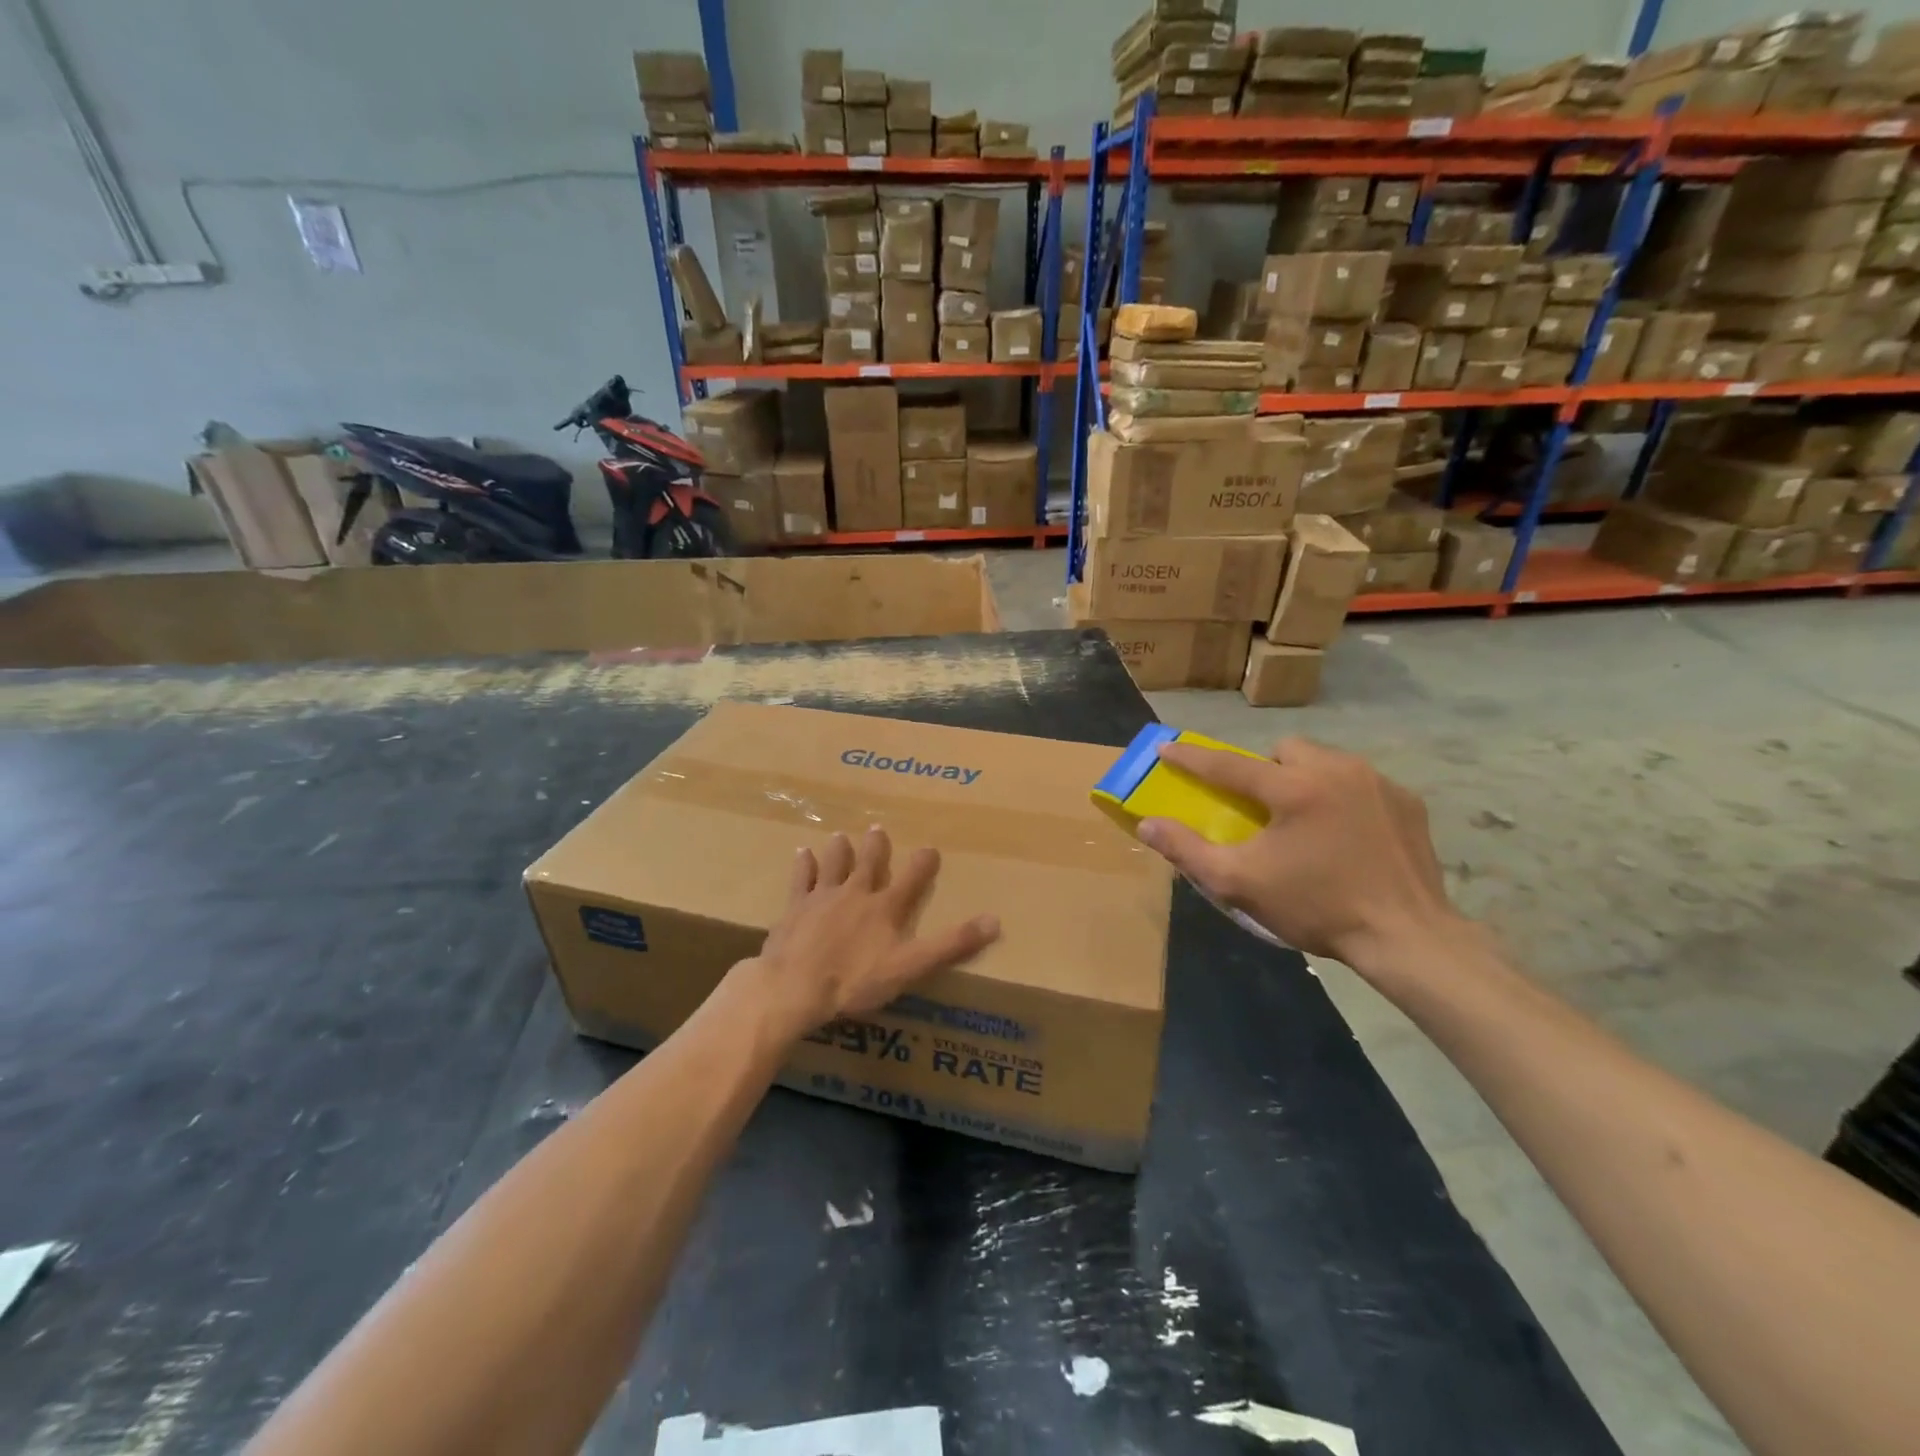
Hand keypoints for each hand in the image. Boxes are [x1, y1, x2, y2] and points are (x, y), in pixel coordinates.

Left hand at [729, 827, 1000, 1044]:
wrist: (795, 986)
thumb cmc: (855, 980)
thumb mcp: (911, 966)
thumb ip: (952, 944)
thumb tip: (995, 920)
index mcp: (885, 908)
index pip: (912, 879)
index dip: (923, 863)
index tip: (931, 847)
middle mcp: (856, 894)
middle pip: (868, 864)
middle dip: (876, 847)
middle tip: (877, 828)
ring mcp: (822, 898)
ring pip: (834, 866)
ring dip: (839, 851)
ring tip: (841, 835)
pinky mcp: (795, 909)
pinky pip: (801, 880)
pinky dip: (803, 866)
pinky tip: (801, 853)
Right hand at [1138, 738, 1459, 971]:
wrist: (1407, 938)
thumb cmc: (1316, 907)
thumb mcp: (1240, 884)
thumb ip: (1188, 851)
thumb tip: (1148, 825)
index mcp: (1293, 788)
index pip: (1228, 764)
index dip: (1191, 757)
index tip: (1166, 749)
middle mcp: (1336, 770)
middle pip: (1284, 750)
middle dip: (1265, 769)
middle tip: (1262, 806)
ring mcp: (1377, 782)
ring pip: (1325, 760)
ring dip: (1305, 778)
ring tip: (1305, 820)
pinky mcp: (1407, 801)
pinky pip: (1360, 782)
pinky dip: (1344, 797)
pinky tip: (1346, 834)